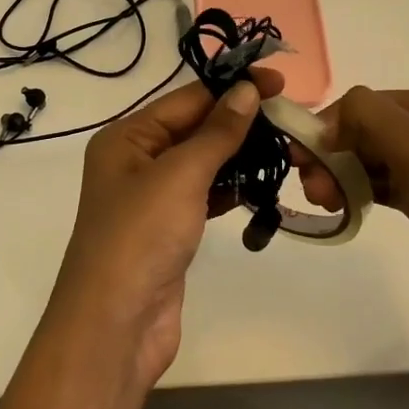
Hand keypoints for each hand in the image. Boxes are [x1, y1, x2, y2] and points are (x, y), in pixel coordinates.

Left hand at [46, 65, 284, 393]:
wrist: (116, 325)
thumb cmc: (141, 237)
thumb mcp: (180, 175)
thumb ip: (217, 132)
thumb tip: (247, 90)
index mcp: (126, 138)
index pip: (187, 100)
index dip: (233, 88)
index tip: (279, 83)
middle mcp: (136, 161)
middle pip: (196, 129)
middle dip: (241, 123)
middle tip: (292, 120)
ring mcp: (153, 199)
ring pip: (205, 164)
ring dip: (241, 156)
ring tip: (288, 150)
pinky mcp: (171, 230)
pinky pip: (206, 196)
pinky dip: (233, 189)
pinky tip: (263, 185)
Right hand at [294, 86, 408, 338]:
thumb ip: (368, 117)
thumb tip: (327, 119)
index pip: (366, 105)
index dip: (330, 126)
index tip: (301, 157)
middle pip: (364, 132)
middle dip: (332, 155)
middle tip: (311, 188)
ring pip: (369, 162)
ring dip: (340, 176)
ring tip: (323, 202)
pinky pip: (380, 189)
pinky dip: (357, 194)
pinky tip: (339, 208)